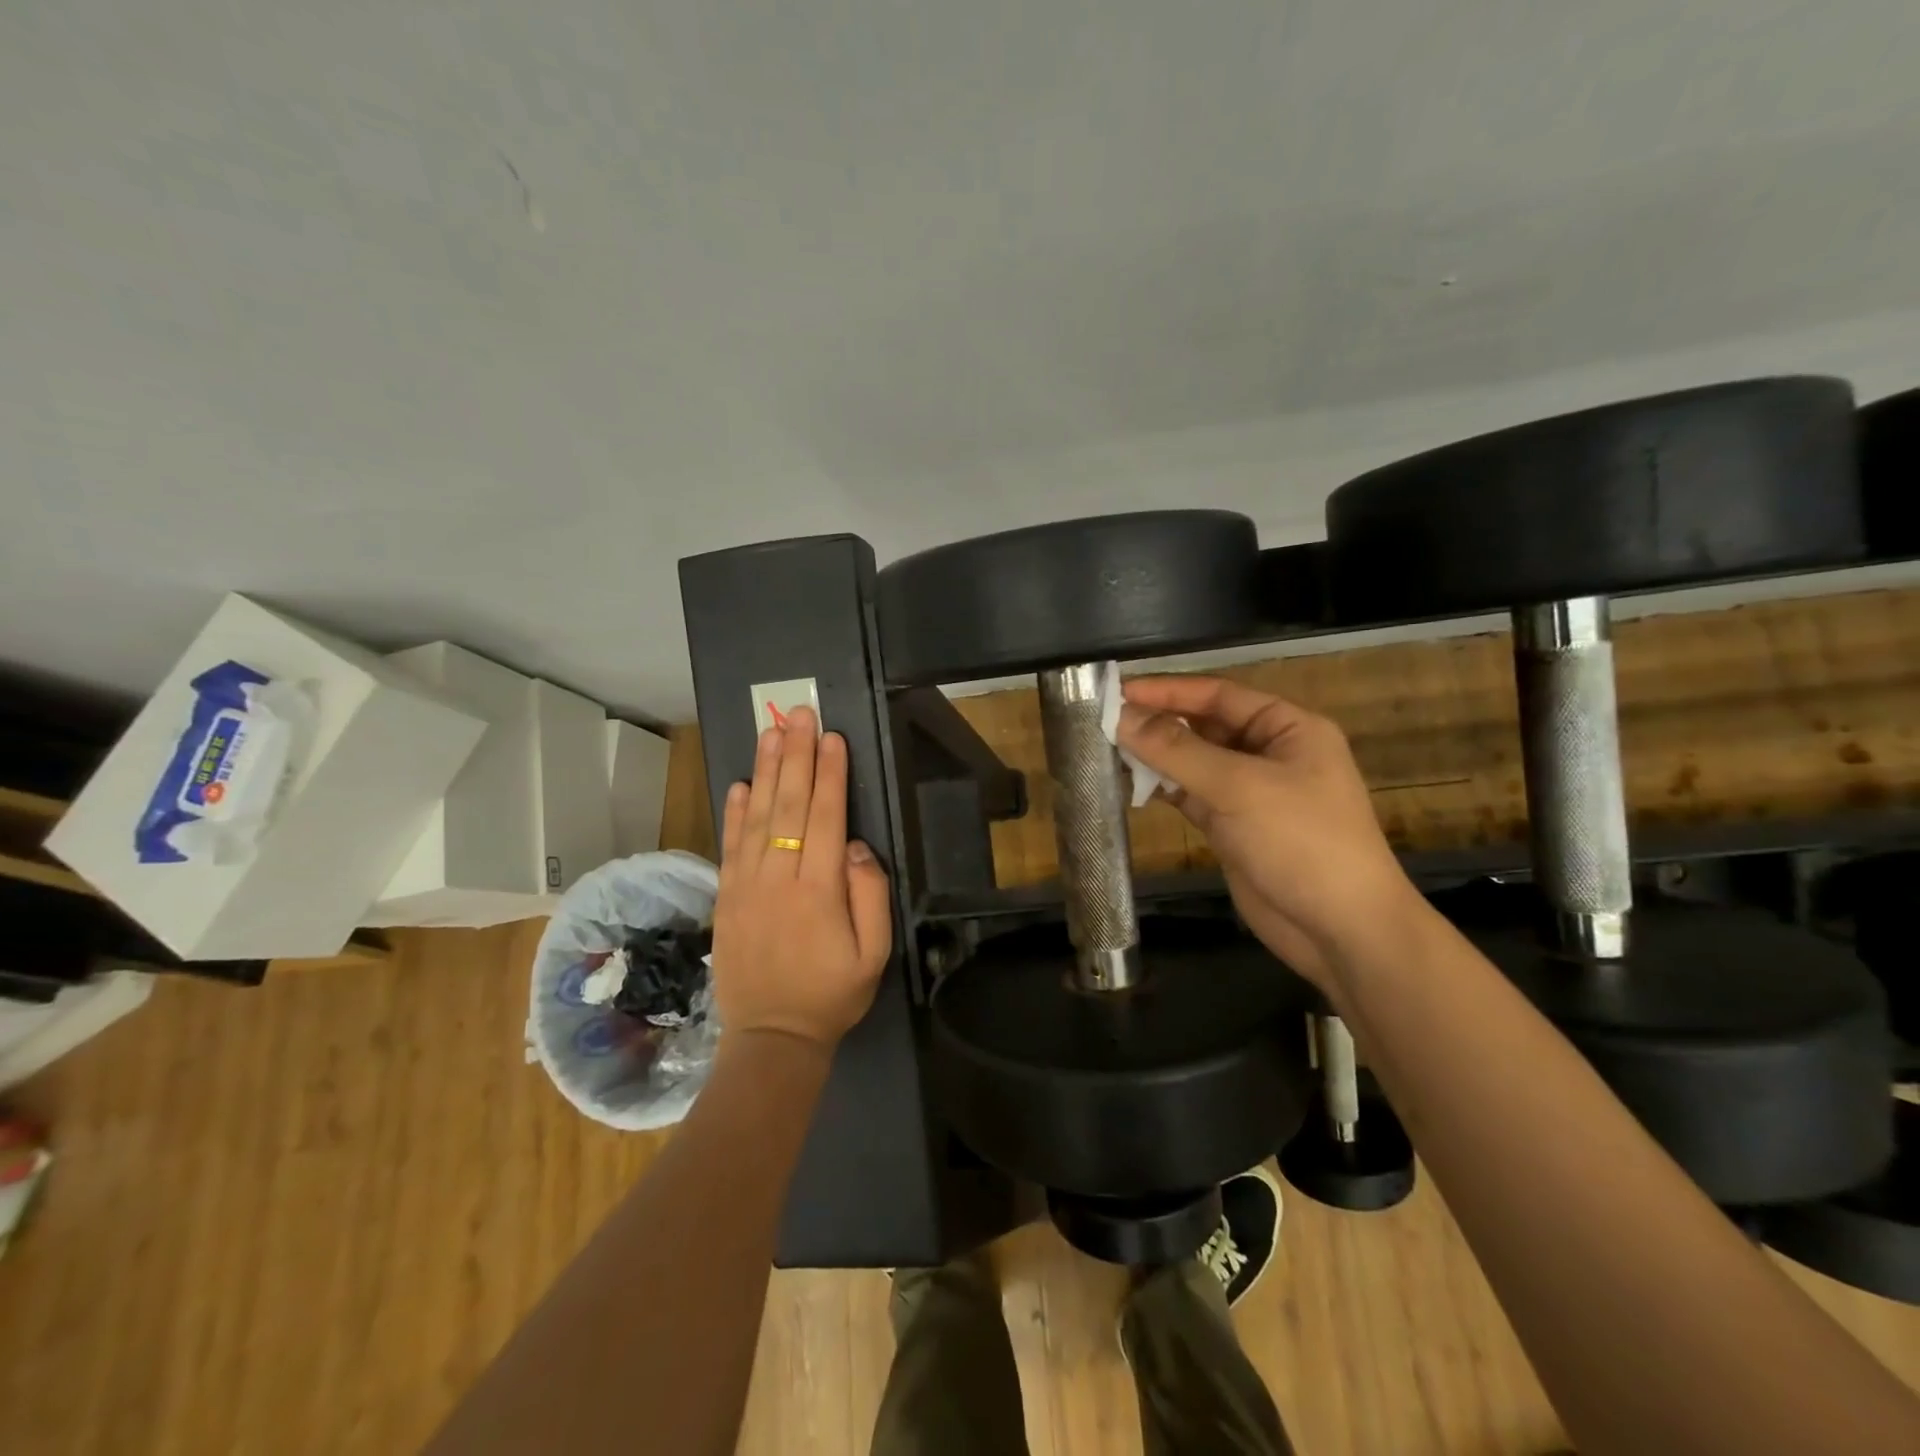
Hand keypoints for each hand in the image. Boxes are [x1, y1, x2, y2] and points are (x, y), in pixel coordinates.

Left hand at [710, 707, 892, 1050]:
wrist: (771, 1038)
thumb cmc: (831, 994)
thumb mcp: (873, 954)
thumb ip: (869, 895)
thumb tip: (854, 844)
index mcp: (818, 890)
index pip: (824, 817)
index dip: (829, 774)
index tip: (832, 736)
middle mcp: (778, 878)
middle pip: (787, 805)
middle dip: (796, 755)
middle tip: (799, 714)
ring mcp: (746, 886)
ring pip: (756, 816)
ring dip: (765, 770)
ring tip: (771, 731)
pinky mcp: (726, 897)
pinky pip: (730, 845)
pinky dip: (734, 812)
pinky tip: (740, 783)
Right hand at [1117, 676, 1416, 989]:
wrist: (1340, 930)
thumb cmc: (1301, 842)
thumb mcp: (1239, 787)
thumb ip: (1177, 750)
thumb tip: (1122, 717)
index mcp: (1287, 728)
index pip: (1218, 695)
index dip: (1168, 690)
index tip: (1118, 690)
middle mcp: (1268, 753)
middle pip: (1204, 726)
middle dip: (1158, 723)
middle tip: (1103, 722)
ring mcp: (1250, 793)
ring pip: (1193, 762)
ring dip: (1156, 757)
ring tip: (1107, 751)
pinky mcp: (1232, 827)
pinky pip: (1191, 796)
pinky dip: (1163, 790)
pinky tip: (1131, 786)